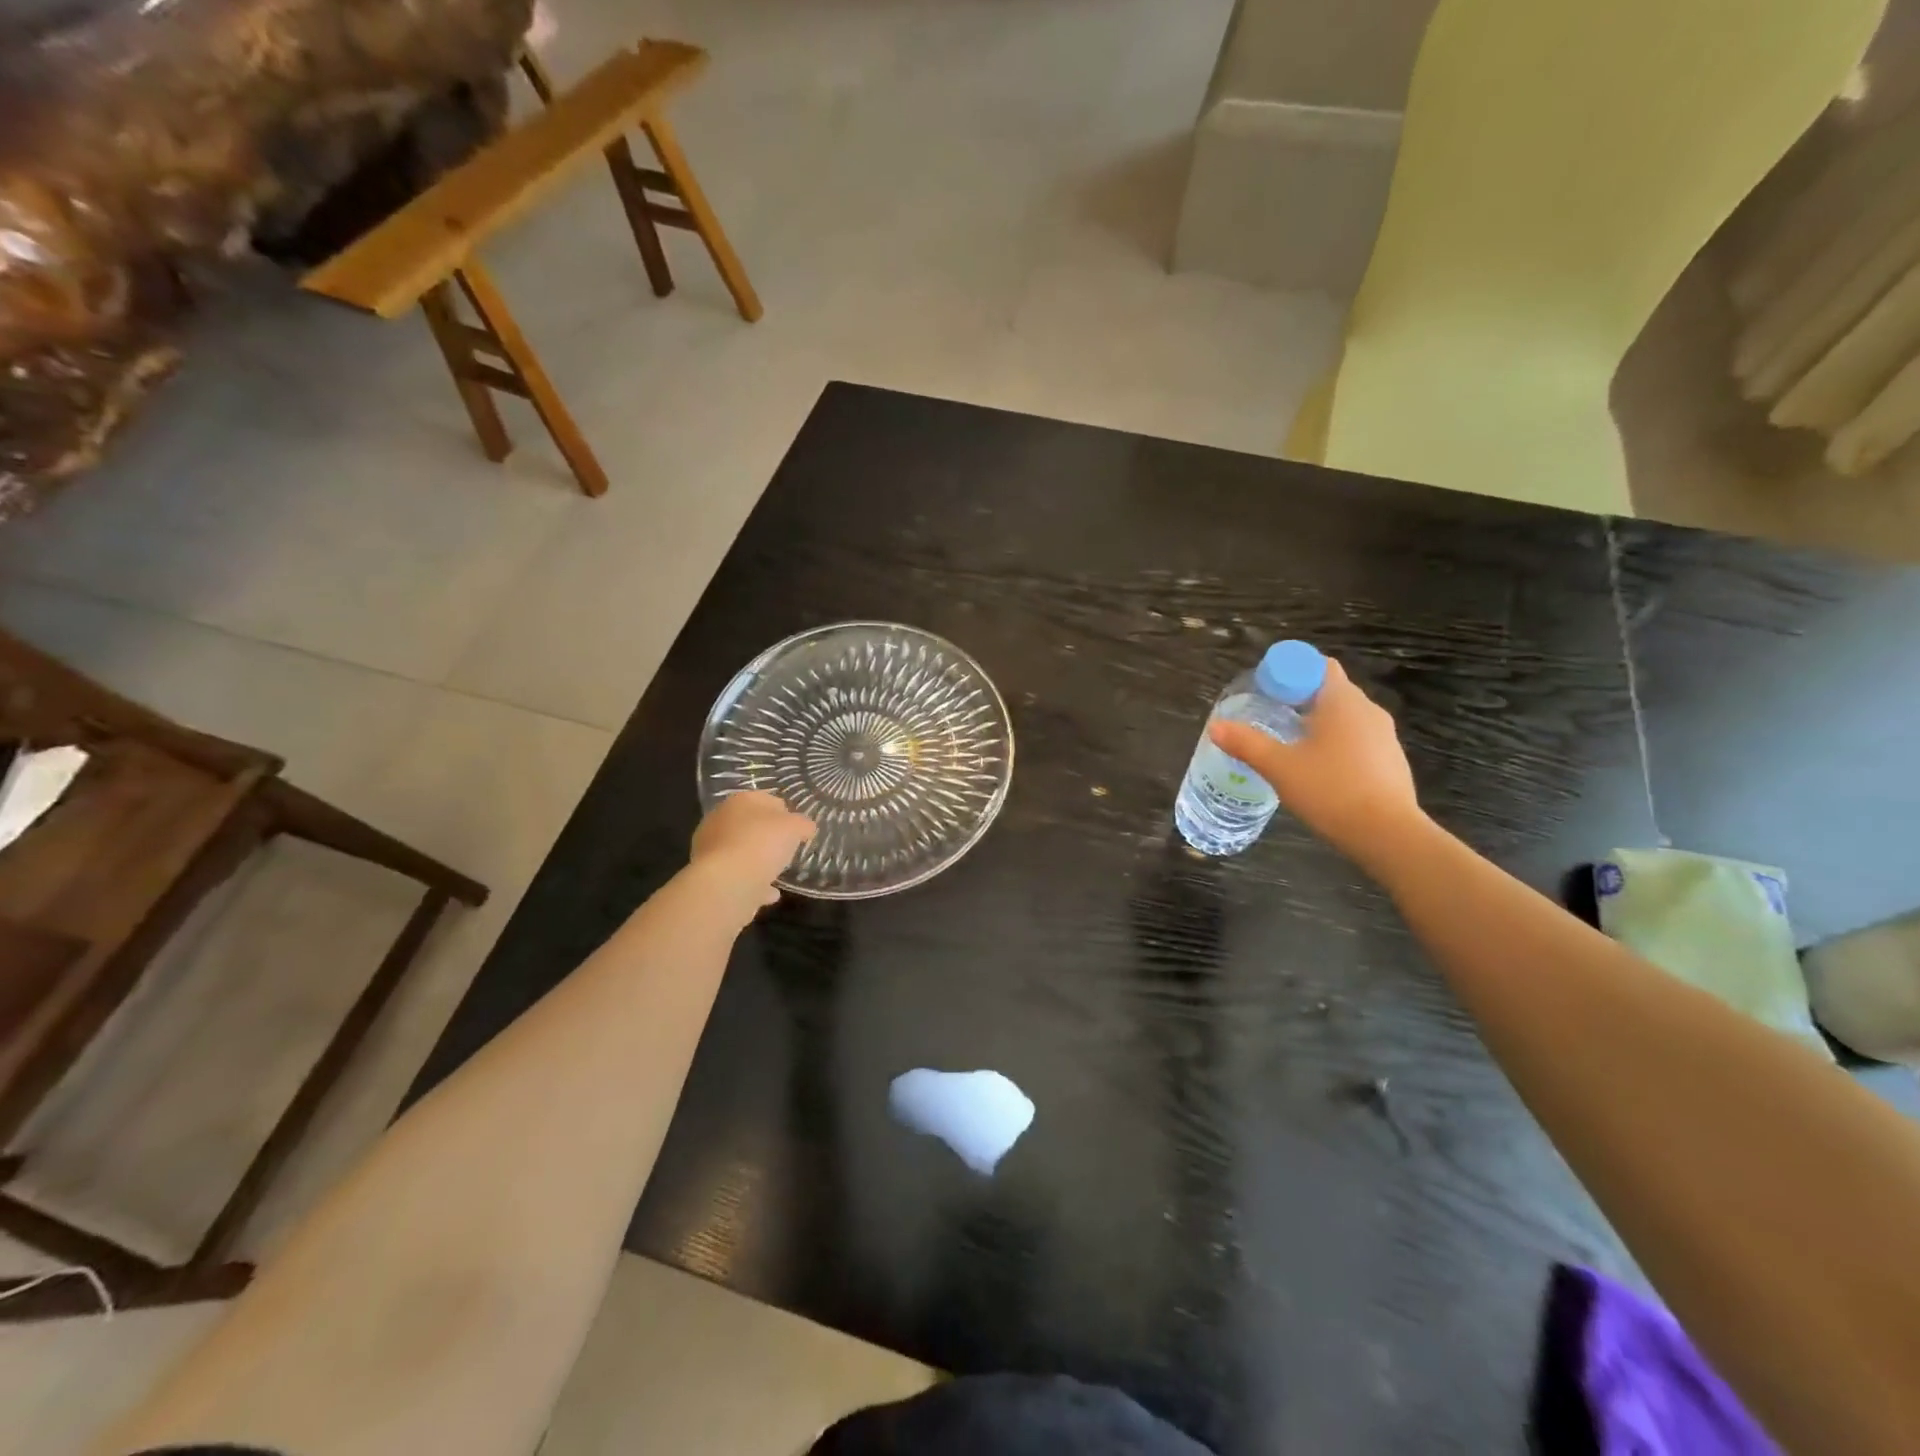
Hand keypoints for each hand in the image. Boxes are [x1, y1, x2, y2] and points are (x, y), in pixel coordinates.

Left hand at [690, 791, 815, 911]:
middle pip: (750, 825)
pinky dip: (753, 883)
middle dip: (768, 836)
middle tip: (787, 848)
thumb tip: (806, 827)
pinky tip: (770, 893)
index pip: (766, 799)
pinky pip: (737, 876)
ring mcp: (711, 849)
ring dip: (758, 860)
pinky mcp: (710, 876)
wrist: (727, 883)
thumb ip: (802, 824)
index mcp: (740, 801)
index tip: (797, 828)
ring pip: (741, 851)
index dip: (785, 812)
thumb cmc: (762, 843)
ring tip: (778, 872)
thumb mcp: (794, 828)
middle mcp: (720, 820)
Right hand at [1210, 658, 1425, 867]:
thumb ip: (1246, 743)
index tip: (1267, 691)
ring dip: (1318, 724)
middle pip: (1331, 690)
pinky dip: (1336, 745)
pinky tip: (1318, 771)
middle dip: (1300, 699)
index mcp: (1342, 701)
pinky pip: (1358, 740)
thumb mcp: (1279, 767)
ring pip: (1345, 717)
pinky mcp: (1391, 761)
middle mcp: (1368, 710)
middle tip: (1269, 717)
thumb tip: (1215, 727)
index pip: (1318, 665)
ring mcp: (1385, 736)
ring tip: (1289, 746)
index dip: (1291, 672)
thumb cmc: (1330, 790)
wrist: (1387, 835)